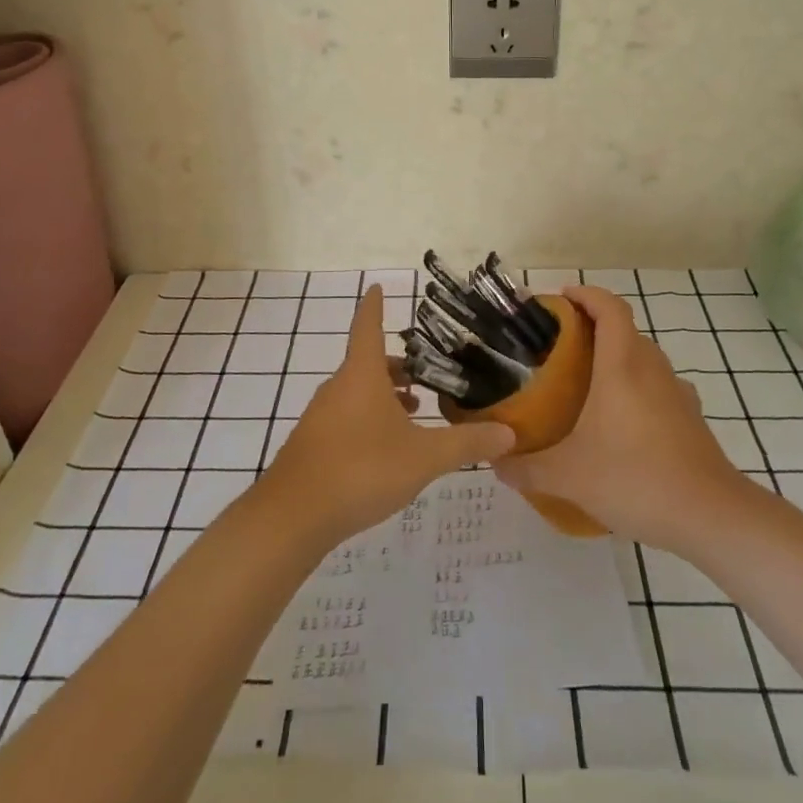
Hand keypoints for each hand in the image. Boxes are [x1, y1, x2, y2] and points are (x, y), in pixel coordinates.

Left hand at [257, 287, 515, 549]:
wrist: (293, 516)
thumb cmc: (361, 469)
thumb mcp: (423, 457)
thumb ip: (466, 443)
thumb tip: (509, 433)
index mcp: (361, 375)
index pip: (368, 325)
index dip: (374, 305)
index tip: (377, 286)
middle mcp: (338, 387)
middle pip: (367, 362)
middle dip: (397, 365)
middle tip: (427, 374)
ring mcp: (321, 416)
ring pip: (357, 392)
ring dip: (385, 395)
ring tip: (415, 411)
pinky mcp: (313, 443)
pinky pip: (346, 417)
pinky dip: (369, 418)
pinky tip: (387, 449)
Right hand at [495, 285, 748, 550]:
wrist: (711, 516)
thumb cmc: (636, 479)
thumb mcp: (569, 476)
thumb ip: (526, 468)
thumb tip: (495, 463)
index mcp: (622, 366)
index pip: (610, 308)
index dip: (587, 294)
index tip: (561, 299)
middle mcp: (652, 370)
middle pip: (625, 330)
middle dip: (593, 328)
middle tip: (559, 348)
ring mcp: (677, 394)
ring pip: (644, 359)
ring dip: (617, 359)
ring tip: (585, 384)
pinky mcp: (691, 419)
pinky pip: (658, 387)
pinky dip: (637, 389)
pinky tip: (620, 423)